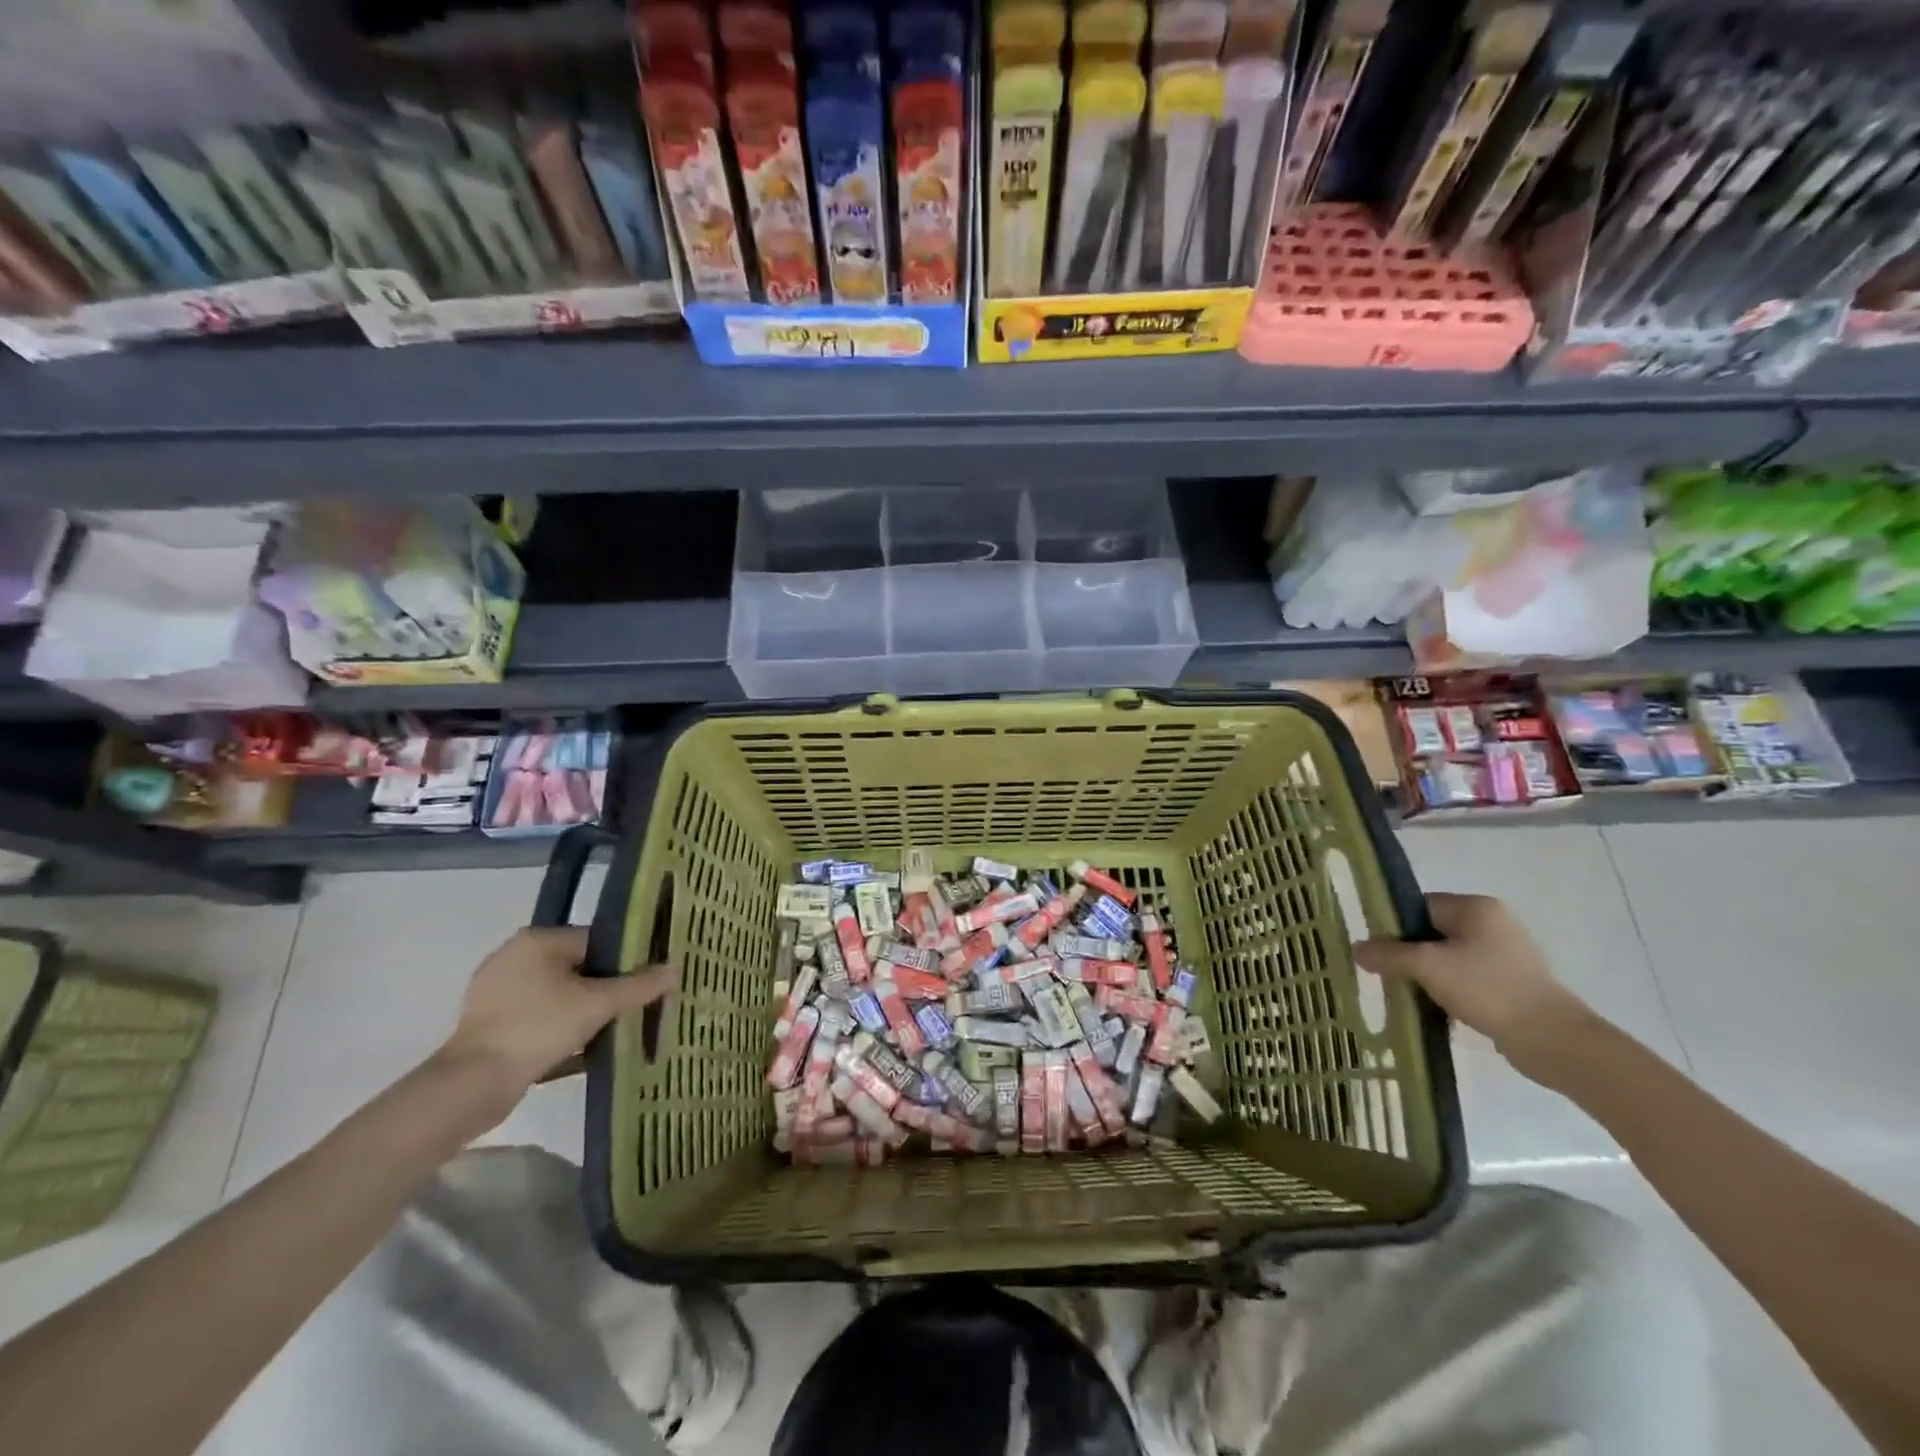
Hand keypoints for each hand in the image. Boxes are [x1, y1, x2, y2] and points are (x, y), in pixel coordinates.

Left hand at [437, 927, 675, 1096]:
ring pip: (557, 992)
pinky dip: (558, 1025)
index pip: (596, 940)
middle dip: (604, 987)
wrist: (472, 1084)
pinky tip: (578, 1046)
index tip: (644, 984)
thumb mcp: (598, 1005)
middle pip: (577, 966)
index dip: (625, 961)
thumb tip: (675, 968)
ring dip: (582, 1008)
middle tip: (630, 1008)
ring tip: (609, 1028)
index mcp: (538, 939)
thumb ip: (639, 986)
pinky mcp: (487, 1021)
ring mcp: (495, 989)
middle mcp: (513, 955)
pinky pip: (537, 1013)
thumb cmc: (539, 1028)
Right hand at [1353, 893, 1597, 1081]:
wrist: (1552, 1040)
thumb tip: (1357, 949)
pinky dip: (1448, 988)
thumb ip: (1388, 954)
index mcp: (1476, 907)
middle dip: (1409, 953)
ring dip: (1427, 974)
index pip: (1419, 906)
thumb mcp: (1427, 966)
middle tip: (1389, 975)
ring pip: (1448, 956)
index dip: (1394, 927)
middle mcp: (1493, 922)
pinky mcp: (1512, 981)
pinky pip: (1466, 976)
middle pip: (1432, 931)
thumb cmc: (1486, 989)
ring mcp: (1506, 953)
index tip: (1378, 952)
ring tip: (1410, 994)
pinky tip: (1436, 1007)